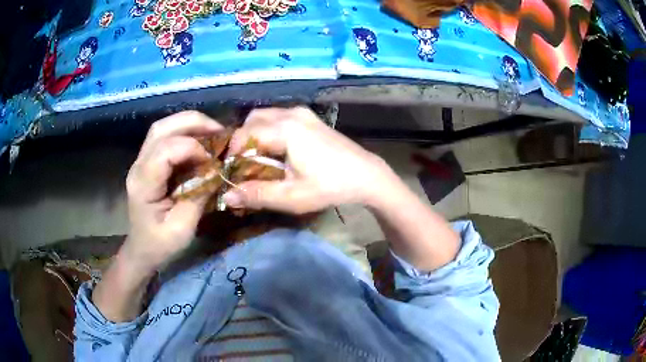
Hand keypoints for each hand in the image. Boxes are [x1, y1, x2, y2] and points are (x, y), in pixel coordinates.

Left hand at [123, 111, 223, 271]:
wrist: (142, 250)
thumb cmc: (161, 245)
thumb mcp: (183, 229)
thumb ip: (198, 197)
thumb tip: (216, 171)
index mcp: (144, 184)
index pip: (165, 150)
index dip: (192, 148)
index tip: (213, 162)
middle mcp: (138, 166)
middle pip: (161, 128)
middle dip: (193, 123)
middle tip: (220, 131)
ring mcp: (140, 161)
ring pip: (162, 127)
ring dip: (189, 124)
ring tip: (212, 132)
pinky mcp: (147, 162)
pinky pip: (164, 137)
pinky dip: (184, 132)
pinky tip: (200, 140)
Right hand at [223, 107, 394, 213]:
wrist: (366, 174)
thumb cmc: (330, 186)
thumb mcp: (292, 196)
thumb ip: (257, 195)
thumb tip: (226, 197)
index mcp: (285, 129)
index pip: (245, 134)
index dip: (233, 152)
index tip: (230, 171)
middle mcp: (291, 114)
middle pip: (252, 120)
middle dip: (242, 140)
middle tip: (242, 164)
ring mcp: (303, 112)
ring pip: (265, 115)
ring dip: (255, 133)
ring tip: (257, 158)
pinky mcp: (310, 117)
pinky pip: (279, 116)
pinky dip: (268, 129)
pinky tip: (275, 149)